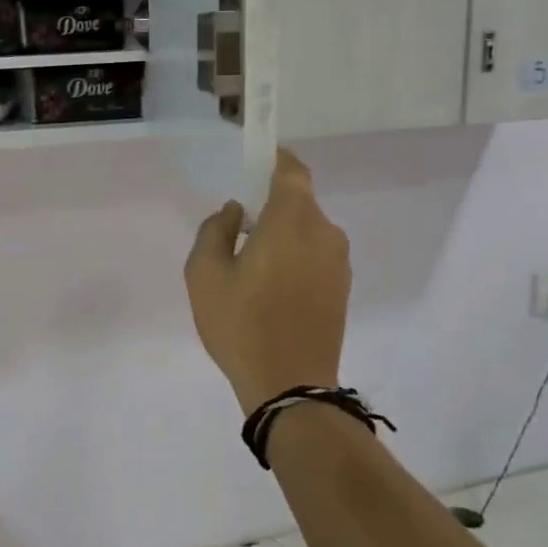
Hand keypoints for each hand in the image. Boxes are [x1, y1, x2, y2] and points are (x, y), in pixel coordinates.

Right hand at [185, 151, 350, 413]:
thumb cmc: (241, 325)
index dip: (274, 159)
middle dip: (271, 206)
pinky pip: (316, 255)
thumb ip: (214, 230)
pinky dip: (295, 257)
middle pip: (298, 202)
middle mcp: (325, 232)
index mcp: (292, 220)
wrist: (291, 386)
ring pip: (308, 231)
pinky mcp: (342, 288)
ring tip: (252, 267)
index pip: (291, 170)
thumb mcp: (204, 275)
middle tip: (239, 231)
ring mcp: (339, 262)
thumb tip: (235, 212)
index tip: (252, 164)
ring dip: (283, 235)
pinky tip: (272, 289)